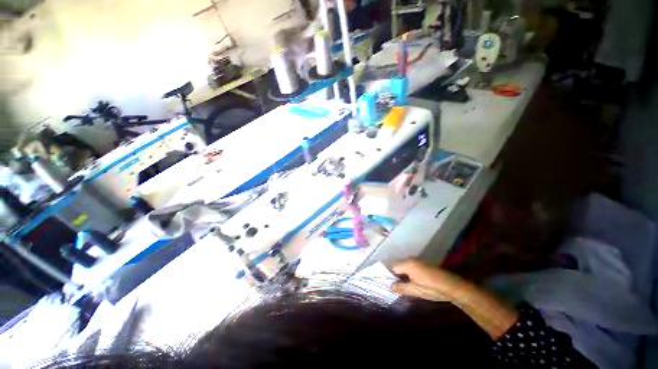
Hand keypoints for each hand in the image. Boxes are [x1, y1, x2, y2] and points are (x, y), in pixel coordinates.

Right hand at [391, 259, 463, 301]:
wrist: (452, 286)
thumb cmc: (431, 288)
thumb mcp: (415, 290)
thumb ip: (401, 288)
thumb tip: (390, 287)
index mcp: (407, 264)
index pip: (393, 267)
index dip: (391, 277)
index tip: (393, 285)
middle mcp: (411, 259)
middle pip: (400, 266)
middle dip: (398, 276)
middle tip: (400, 287)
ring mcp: (419, 261)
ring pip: (407, 266)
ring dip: (406, 275)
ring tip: (408, 286)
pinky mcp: (425, 264)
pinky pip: (414, 267)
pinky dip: (412, 274)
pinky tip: (416, 283)